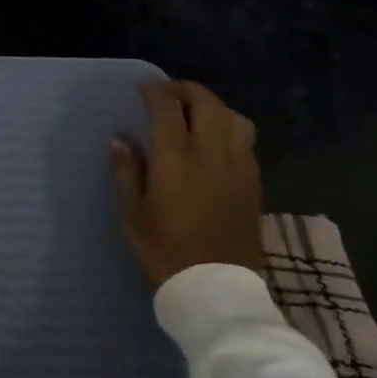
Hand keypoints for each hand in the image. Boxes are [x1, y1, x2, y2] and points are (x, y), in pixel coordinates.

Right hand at [112, 80, 263, 284]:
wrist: (216, 290)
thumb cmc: (165, 250)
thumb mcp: (132, 213)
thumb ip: (126, 171)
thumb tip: (122, 138)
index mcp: (177, 160)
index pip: (167, 109)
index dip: (155, 91)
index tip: (143, 87)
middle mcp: (212, 155)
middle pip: (207, 104)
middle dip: (186, 90)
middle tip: (168, 94)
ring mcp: (239, 168)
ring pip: (234, 118)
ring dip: (213, 107)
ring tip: (195, 114)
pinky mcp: (254, 183)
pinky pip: (245, 141)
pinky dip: (229, 128)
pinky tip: (215, 142)